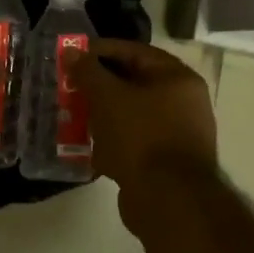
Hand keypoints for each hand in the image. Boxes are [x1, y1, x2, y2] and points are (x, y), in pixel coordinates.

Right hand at [69, 39, 217, 193]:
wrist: (169, 201)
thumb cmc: (140, 137)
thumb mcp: (107, 97)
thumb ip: (88, 71)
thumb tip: (72, 52)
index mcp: (178, 78)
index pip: (135, 52)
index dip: (101, 51)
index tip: (72, 56)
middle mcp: (184, 103)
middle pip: (134, 83)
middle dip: (100, 85)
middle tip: (70, 87)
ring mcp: (177, 134)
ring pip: (132, 115)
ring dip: (104, 115)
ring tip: (74, 116)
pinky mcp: (166, 163)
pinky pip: (135, 142)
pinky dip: (114, 141)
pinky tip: (91, 148)